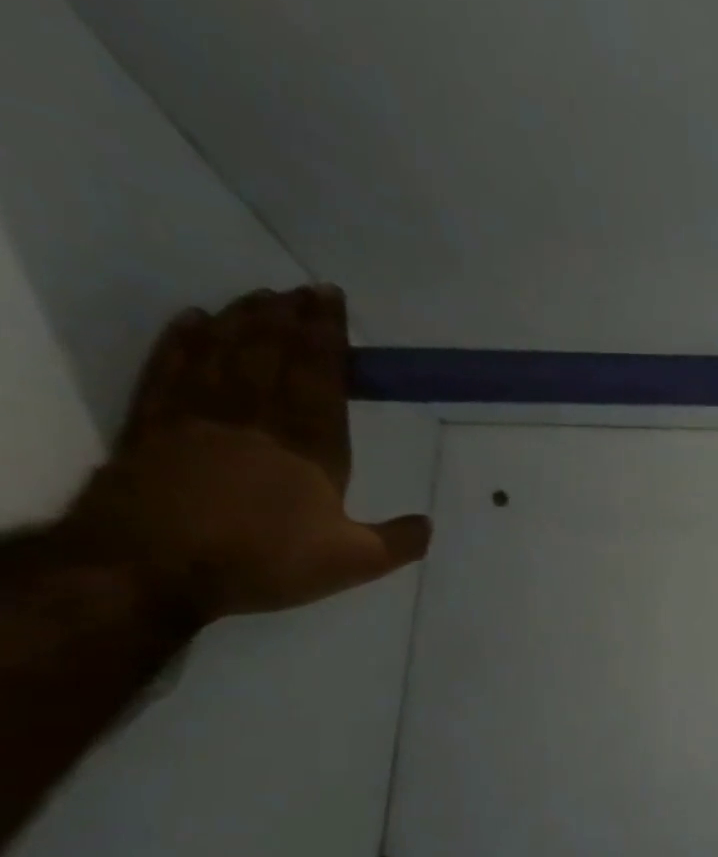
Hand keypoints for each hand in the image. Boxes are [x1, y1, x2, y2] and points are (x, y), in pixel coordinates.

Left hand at [58, 286, 429, 623]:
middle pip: (272, 353)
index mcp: (310, 447)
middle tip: (304, 289)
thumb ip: (397, 542)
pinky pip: (170, 369)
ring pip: (223, 352)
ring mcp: (199, 417)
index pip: (320, 377)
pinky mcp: (153, 425)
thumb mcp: (353, 563)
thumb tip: (428, 524)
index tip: (331, 302)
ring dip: (244, 320)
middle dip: (290, 317)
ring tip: (261, 295)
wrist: (151, 568)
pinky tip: (195, 320)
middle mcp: (256, 419)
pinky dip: (183, 340)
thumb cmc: (264, 560)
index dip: (326, 337)